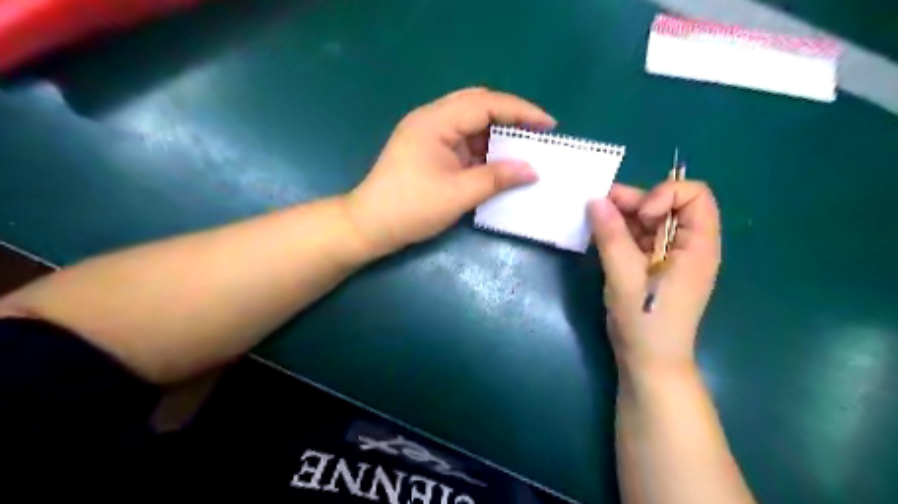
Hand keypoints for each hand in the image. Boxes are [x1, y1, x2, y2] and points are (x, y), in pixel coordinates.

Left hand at [345, 87, 554, 257]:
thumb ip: (497, 178)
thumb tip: (532, 170)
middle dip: (510, 116)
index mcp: (435, 121)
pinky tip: (497, 160)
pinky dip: (482, 148)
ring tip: (523, 147)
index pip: (486, 103)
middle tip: (537, 132)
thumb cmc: (411, 208)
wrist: (369, 226)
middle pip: (477, 104)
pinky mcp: (427, 150)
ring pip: (470, 122)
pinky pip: (461, 139)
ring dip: (496, 133)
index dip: (521, 111)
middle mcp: (431, 119)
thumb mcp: (458, 194)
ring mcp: (427, 134)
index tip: (549, 125)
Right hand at [590, 181, 720, 373]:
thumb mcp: (624, 275)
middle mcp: (688, 245)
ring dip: (622, 217)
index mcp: (697, 245)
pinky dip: (620, 233)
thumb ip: (611, 235)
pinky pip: (639, 238)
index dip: (664, 195)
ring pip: (649, 221)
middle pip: (667, 205)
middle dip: (634, 202)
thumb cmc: (645, 320)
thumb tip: (595, 200)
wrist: (648, 361)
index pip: (694, 196)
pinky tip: (600, 237)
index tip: (639, 215)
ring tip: (594, 221)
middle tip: (599, 207)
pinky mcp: (653, 266)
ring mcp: (670, 256)